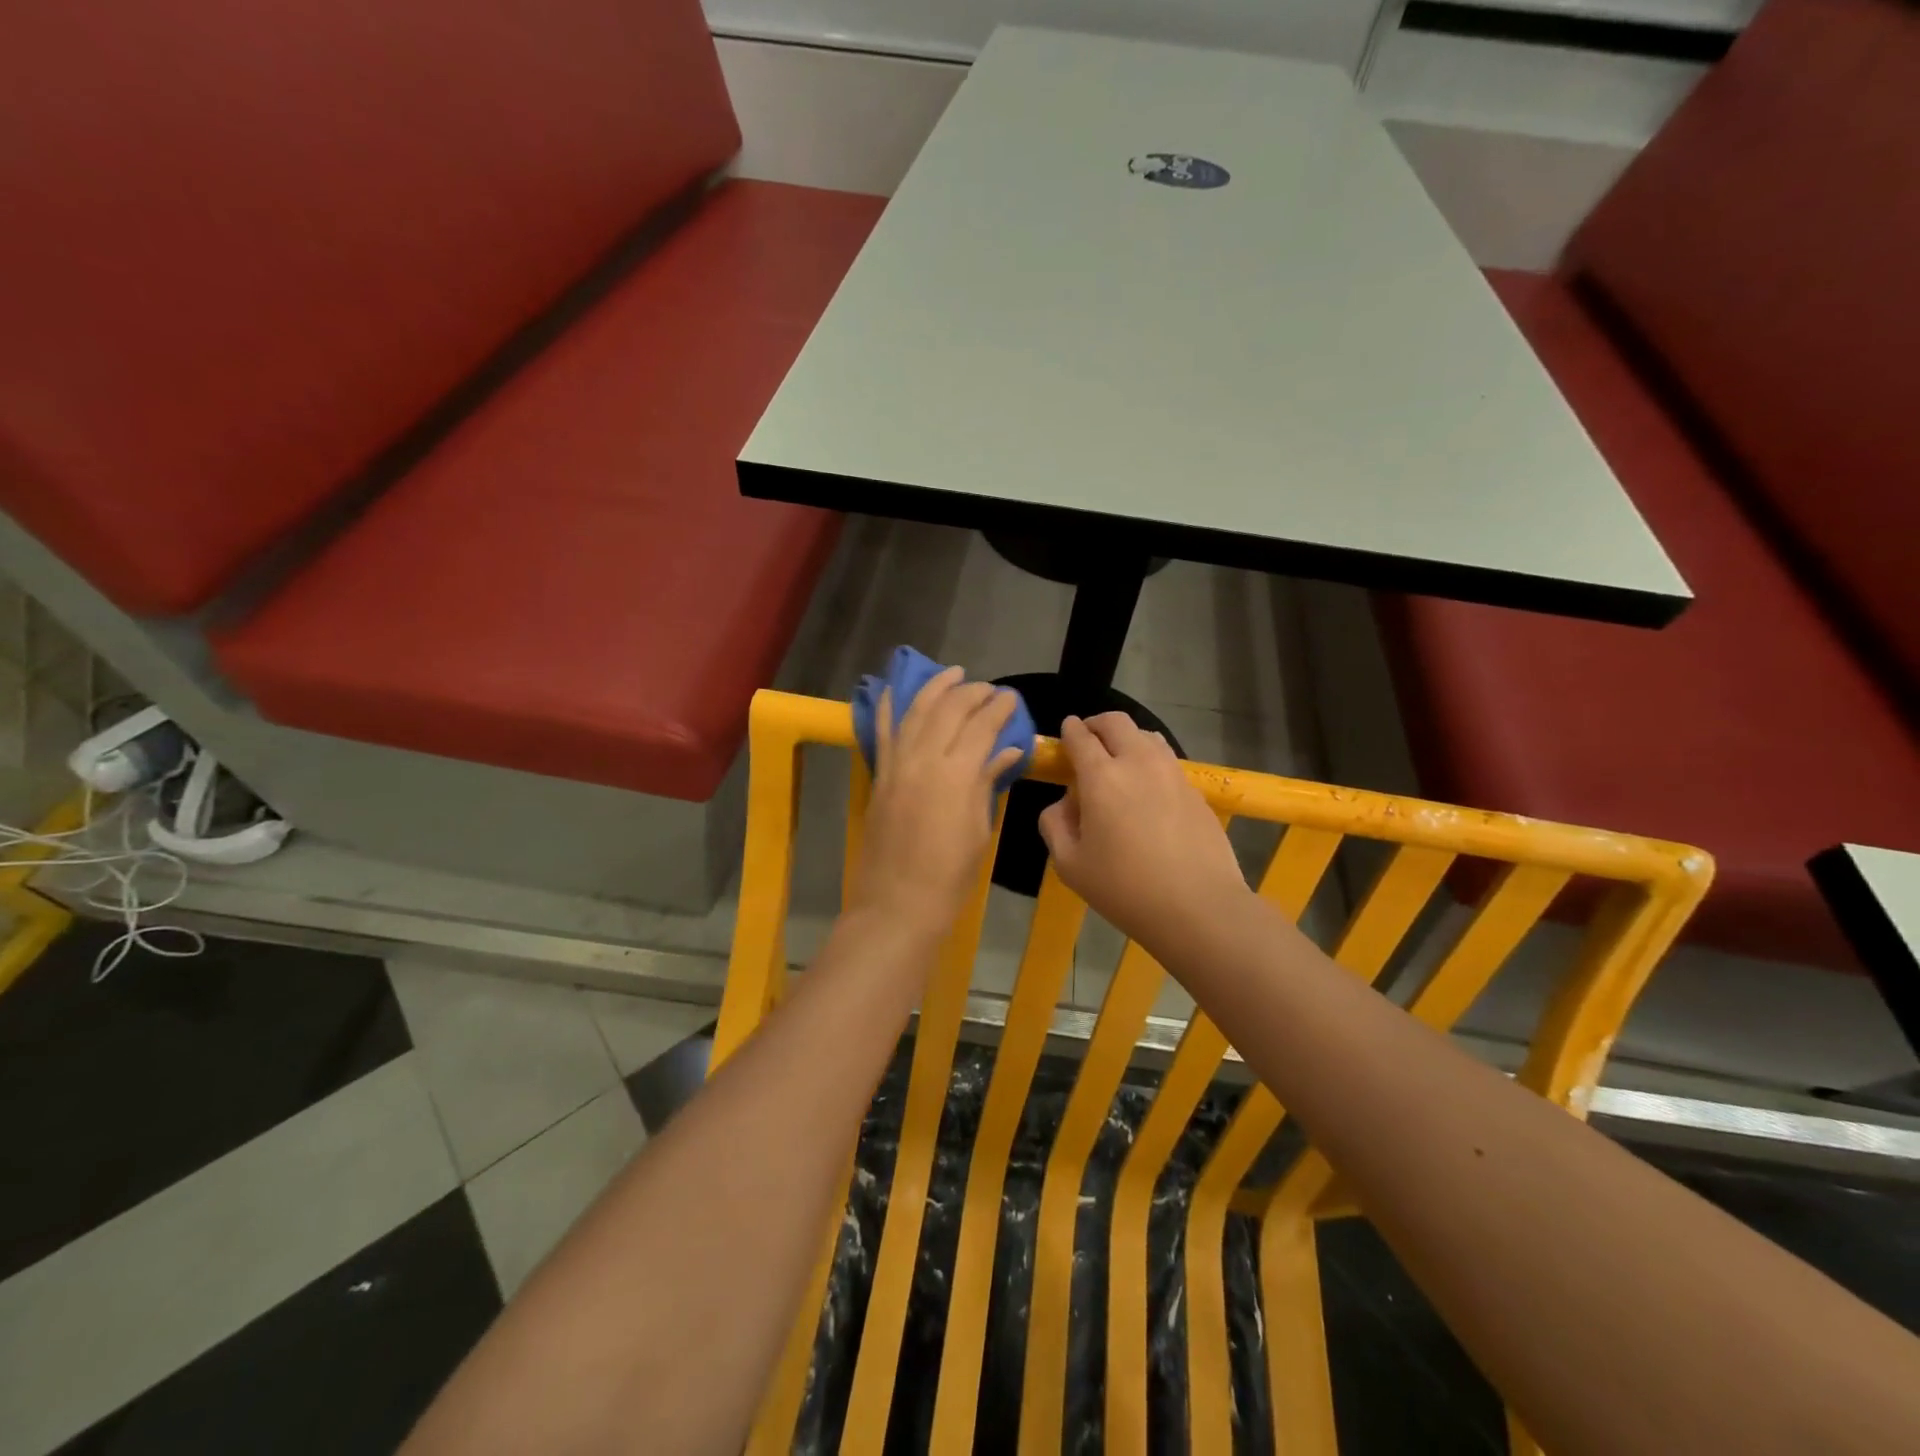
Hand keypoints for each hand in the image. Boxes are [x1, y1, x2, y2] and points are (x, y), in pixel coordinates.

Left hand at [852, 667, 1022, 934]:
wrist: (898, 903)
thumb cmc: (950, 875)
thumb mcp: (978, 828)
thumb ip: (987, 782)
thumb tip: (1006, 750)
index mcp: (957, 775)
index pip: (981, 726)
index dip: (998, 709)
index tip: (1011, 698)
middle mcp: (924, 759)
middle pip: (949, 711)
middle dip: (972, 693)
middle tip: (989, 690)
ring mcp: (896, 765)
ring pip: (916, 712)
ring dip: (935, 689)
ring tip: (952, 674)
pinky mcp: (879, 776)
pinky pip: (883, 733)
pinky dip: (889, 708)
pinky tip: (895, 690)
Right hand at [1038, 713, 1249, 950]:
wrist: (1198, 907)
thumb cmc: (1124, 889)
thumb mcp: (1069, 865)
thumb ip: (1055, 825)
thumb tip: (1064, 804)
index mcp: (1101, 777)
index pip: (1080, 736)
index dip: (1069, 729)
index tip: (1066, 730)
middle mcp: (1138, 762)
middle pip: (1116, 722)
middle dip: (1097, 724)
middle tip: (1088, 740)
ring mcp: (1172, 773)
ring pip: (1147, 735)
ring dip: (1126, 739)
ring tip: (1119, 761)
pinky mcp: (1195, 790)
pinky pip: (1167, 761)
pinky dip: (1150, 761)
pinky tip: (1147, 790)